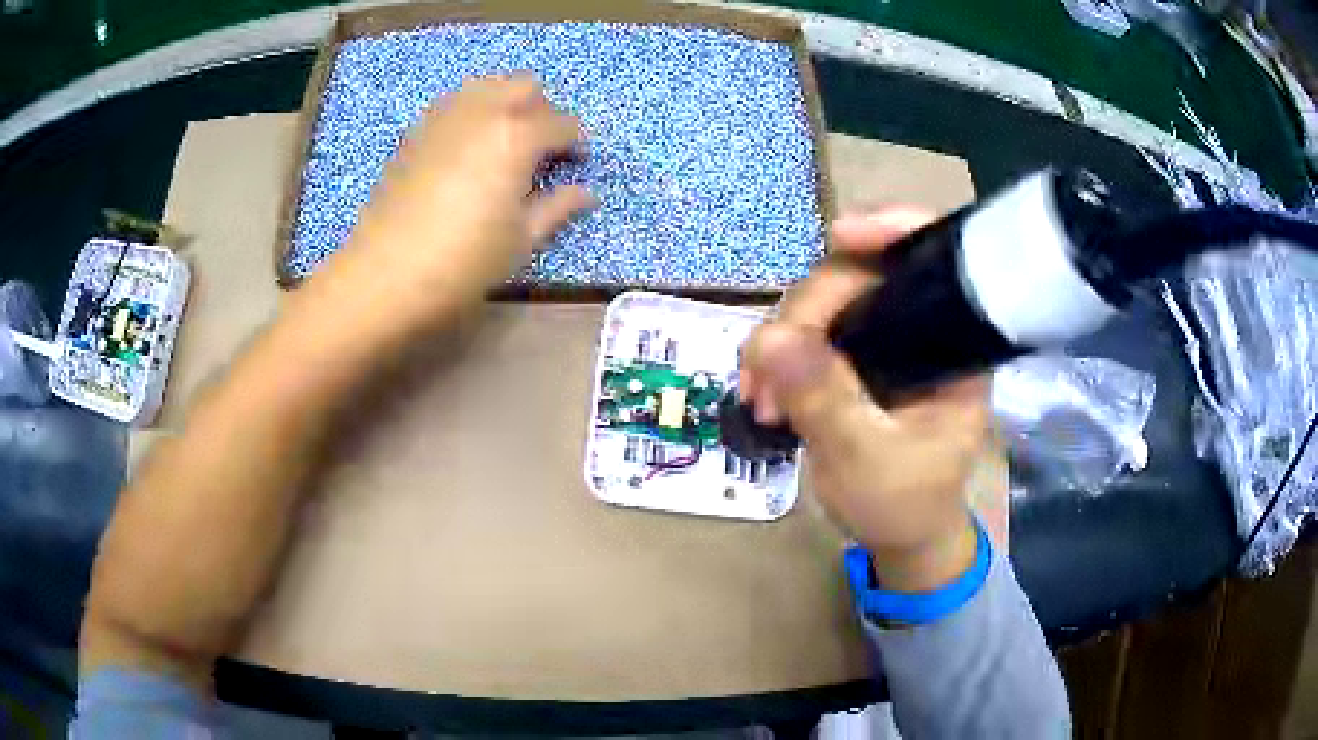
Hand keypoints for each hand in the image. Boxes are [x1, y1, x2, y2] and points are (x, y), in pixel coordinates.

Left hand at [303, 74, 595, 336]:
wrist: (385, 273)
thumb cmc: (463, 261)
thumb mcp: (521, 240)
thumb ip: (557, 207)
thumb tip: (586, 193)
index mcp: (518, 135)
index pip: (562, 123)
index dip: (576, 144)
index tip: (576, 165)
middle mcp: (483, 111)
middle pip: (525, 87)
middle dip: (542, 112)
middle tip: (540, 150)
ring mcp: (445, 116)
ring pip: (487, 86)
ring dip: (506, 104)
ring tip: (504, 144)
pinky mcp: (417, 130)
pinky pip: (455, 103)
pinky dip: (472, 113)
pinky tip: (468, 150)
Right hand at [740, 208, 990, 591]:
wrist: (900, 540)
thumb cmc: (904, 505)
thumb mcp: (866, 460)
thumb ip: (824, 400)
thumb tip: (769, 338)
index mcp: (952, 344)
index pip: (931, 261)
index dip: (891, 230)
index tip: (841, 234)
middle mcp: (921, 329)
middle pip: (858, 279)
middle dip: (803, 315)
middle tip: (762, 374)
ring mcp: (885, 342)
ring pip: (823, 305)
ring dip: (780, 341)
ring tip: (757, 397)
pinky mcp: (854, 359)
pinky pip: (807, 334)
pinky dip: (777, 357)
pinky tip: (760, 391)